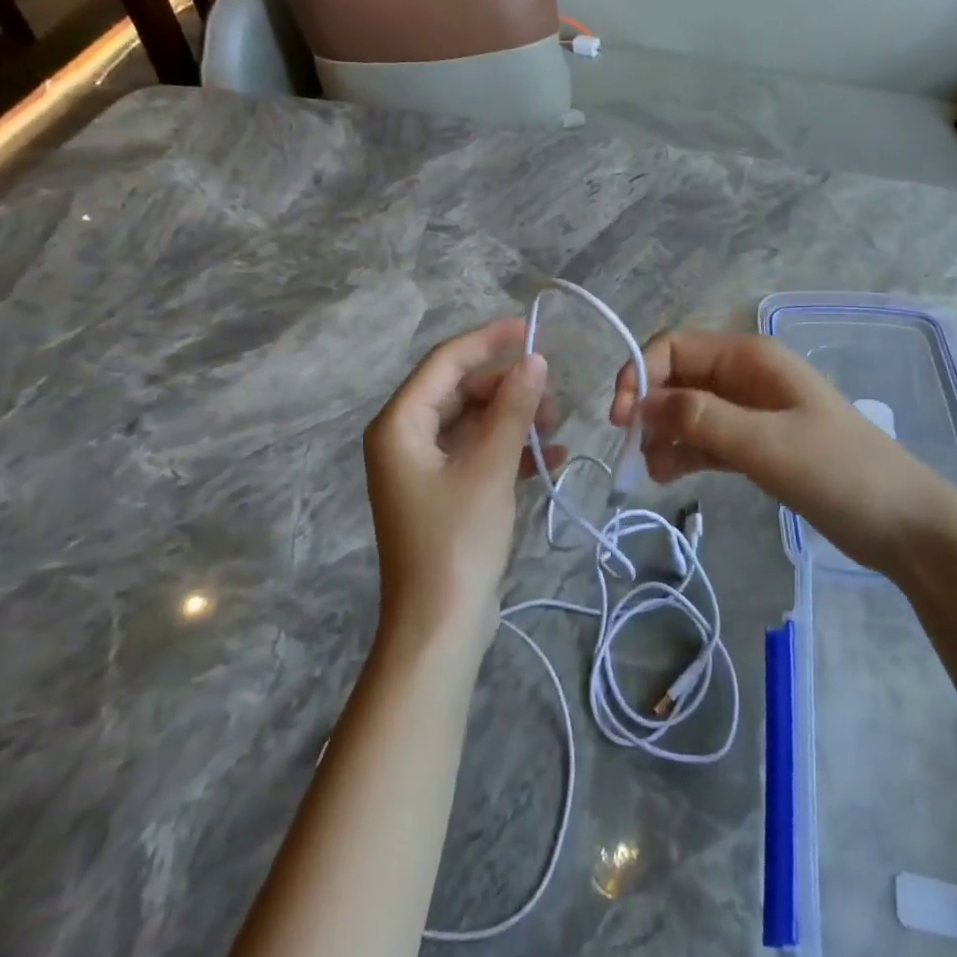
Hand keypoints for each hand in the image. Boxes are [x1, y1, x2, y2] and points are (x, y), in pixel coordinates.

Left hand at [363, 318, 561, 650]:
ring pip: (474, 419)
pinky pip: (478, 451)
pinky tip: (550, 456)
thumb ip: (513, 408)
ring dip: (514, 417)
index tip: (532, 328)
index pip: (446, 362)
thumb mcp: (490, 467)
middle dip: (508, 386)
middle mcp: (405, 437)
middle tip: (553, 395)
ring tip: (555, 427)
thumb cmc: (457, 541)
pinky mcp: (444, 490)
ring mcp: (424, 466)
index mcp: (400, 424)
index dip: (488, 340)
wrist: (439, 628)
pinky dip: (510, 448)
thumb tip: (535, 359)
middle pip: (461, 389)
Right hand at [610, 330, 956, 578]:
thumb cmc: (840, 473)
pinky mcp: (756, 444)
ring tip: (654, 473)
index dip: (640, 373)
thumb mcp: (766, 444)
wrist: (904, 524)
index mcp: (750, 358)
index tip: (620, 419)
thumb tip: (642, 403)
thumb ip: (702, 419)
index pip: (675, 347)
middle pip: (678, 377)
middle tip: (634, 450)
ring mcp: (752, 411)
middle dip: (649, 407)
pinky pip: (706, 438)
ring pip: (688, 409)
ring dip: (663, 433)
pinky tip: (669, 476)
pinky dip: (684, 452)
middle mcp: (746, 376)